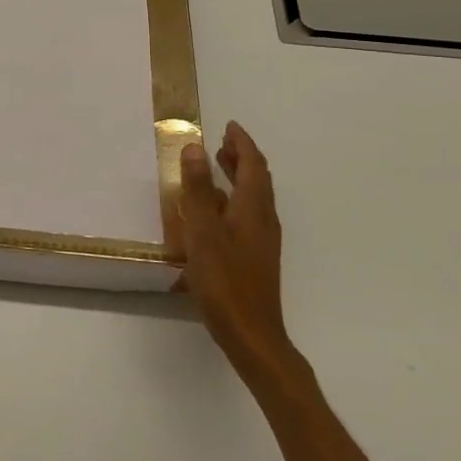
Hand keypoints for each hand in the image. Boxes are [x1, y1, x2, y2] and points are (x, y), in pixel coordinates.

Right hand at [179, 121, 292, 375]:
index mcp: (253, 209)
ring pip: (253, 198)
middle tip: (221, 142)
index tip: (229, 126)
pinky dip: (232, 199)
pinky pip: (247, 214)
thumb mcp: (203, 233)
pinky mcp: (255, 256)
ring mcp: (262, 240)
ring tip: (216, 167)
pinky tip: (214, 211)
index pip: (253, 165)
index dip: (241, 144)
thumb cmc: (225, 282)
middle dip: (241, 158)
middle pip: (257, 180)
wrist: (252, 335)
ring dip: (237, 177)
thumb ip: (198, 190)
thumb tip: (196, 147)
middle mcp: (263, 220)